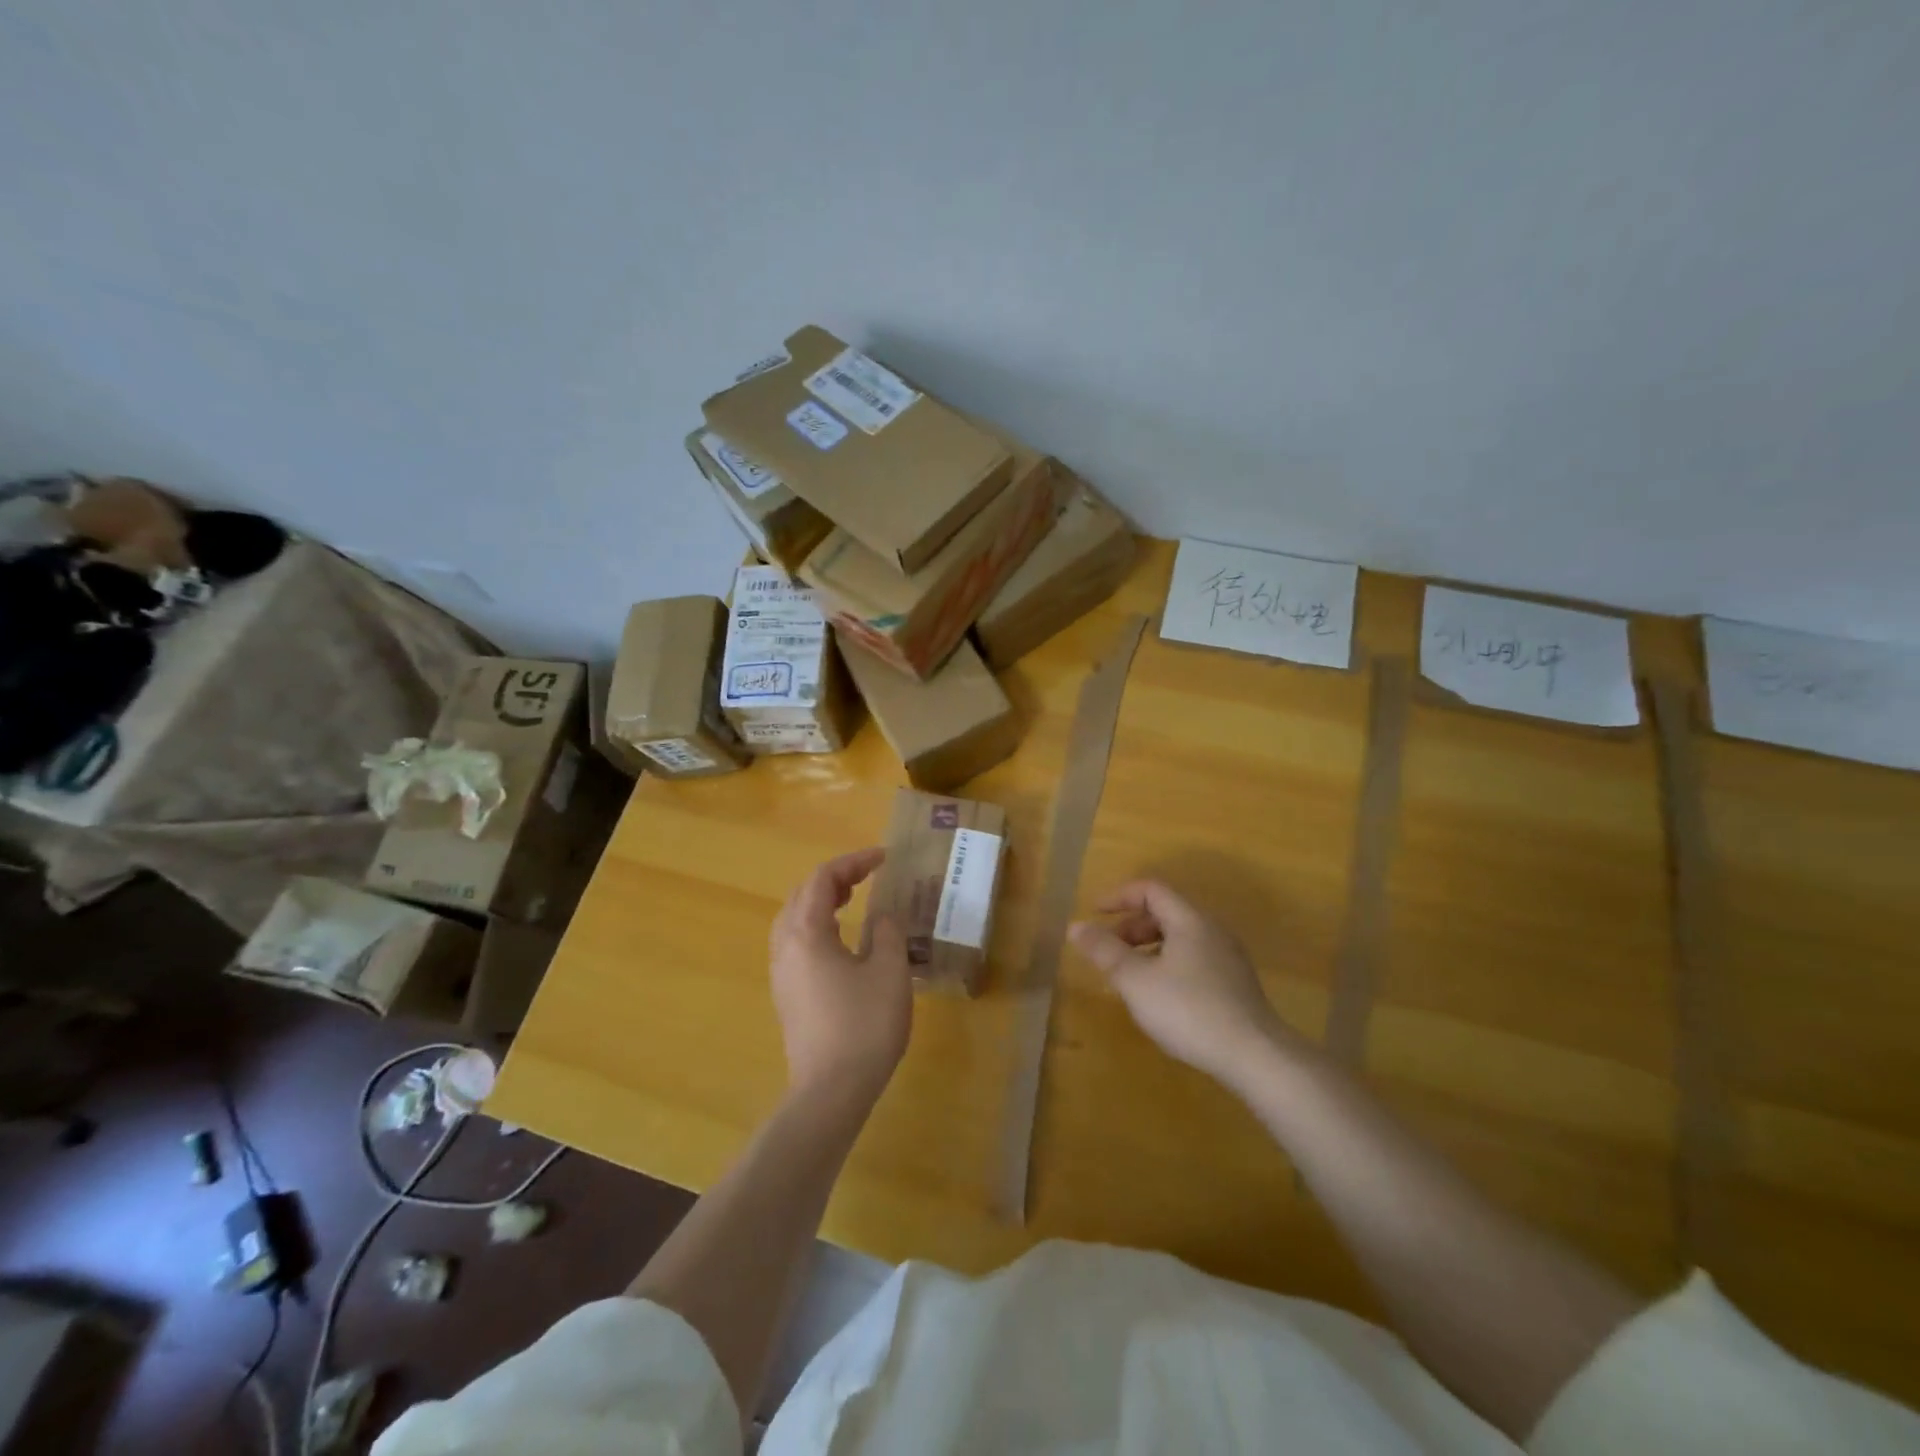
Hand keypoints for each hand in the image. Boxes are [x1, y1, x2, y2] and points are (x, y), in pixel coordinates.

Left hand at [769, 848, 912, 1101]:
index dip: (853, 862)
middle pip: (801, 894)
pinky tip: (839, 941)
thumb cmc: (864, 1026)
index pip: (823, 879)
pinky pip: (794, 942)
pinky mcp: (786, 995)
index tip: (883, 858)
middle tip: (867, 876)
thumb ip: (888, 933)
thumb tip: (883, 915)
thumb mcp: (889, 972)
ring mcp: (781, 973)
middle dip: (833, 878)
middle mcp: (785, 946)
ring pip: (793, 919)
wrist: (831, 1091)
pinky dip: (815, 925)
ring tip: (850, 900)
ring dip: (820, 901)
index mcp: (806, 933)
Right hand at [1069, 879, 1288, 1087]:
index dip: (1118, 897)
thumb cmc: (1189, 1010)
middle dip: (1130, 927)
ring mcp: (1227, 958)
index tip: (1094, 914)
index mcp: (1189, 920)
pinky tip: (1159, 997)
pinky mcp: (1235, 984)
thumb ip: (1104, 951)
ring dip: (1147, 948)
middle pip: (1165, 913)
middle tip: (1108, 951)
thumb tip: (1076, 926)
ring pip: (1179, 938)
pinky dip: (1167, 964)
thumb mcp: (1136, 980)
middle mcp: (1212, 930)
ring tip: (1128, 977)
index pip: (1150, 890)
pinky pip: (1192, 959)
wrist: (1255, 1056)